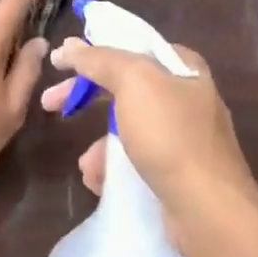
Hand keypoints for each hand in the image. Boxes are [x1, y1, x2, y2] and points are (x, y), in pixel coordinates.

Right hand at [41, 38, 257, 256]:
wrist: (207, 210)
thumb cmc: (171, 137)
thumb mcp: (134, 82)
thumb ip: (100, 59)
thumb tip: (70, 46)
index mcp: (183, 68)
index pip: (131, 46)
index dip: (94, 50)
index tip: (62, 62)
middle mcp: (186, 98)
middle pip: (123, 86)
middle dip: (85, 96)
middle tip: (50, 103)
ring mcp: (183, 138)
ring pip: (125, 128)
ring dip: (99, 143)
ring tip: (87, 165)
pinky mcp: (176, 173)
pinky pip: (134, 161)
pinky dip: (113, 169)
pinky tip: (101, 182)